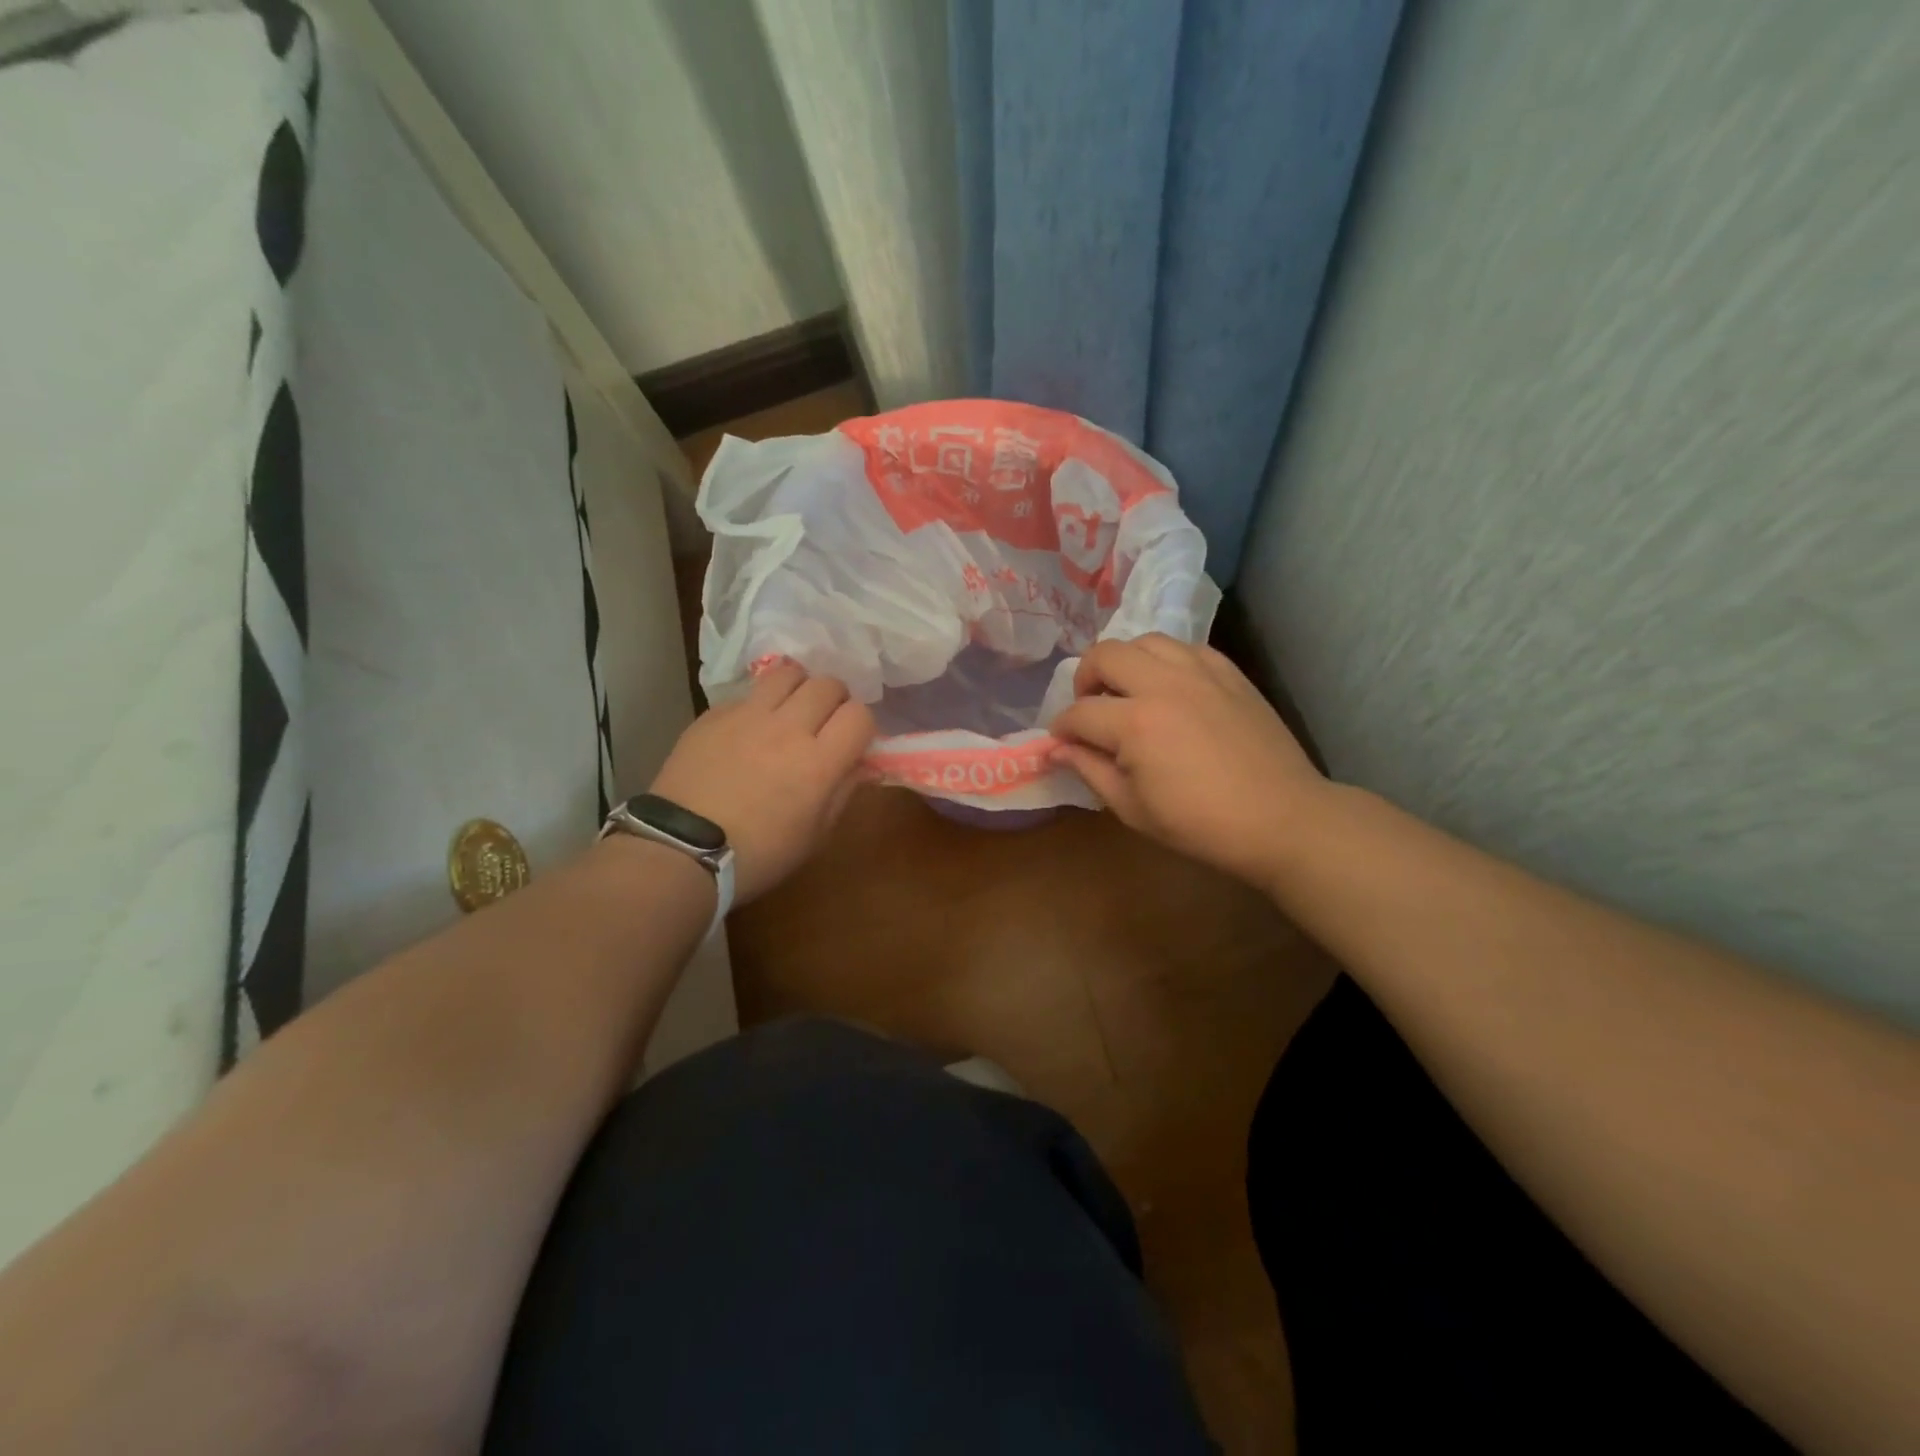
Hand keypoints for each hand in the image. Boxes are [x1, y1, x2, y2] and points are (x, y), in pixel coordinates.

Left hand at [649, 664, 873, 904]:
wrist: (681, 850)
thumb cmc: (759, 854)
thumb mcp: (815, 836)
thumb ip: (843, 792)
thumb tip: (859, 765)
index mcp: (819, 762)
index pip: (860, 715)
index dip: (862, 725)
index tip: (852, 742)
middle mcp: (788, 727)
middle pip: (828, 684)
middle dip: (835, 700)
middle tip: (825, 722)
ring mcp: (748, 715)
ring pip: (788, 673)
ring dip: (799, 687)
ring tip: (791, 709)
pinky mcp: (714, 714)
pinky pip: (748, 693)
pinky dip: (759, 704)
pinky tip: (750, 729)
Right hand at [1050, 635, 1330, 890]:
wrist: (1281, 818)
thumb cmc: (1200, 824)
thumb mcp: (1132, 809)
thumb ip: (1089, 771)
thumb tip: (1056, 749)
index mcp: (1135, 723)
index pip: (1079, 713)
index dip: (1061, 729)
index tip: (1061, 744)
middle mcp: (1163, 684)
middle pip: (1104, 655)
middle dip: (1084, 679)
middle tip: (1090, 709)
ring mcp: (1200, 672)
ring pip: (1145, 641)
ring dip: (1125, 663)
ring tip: (1129, 692)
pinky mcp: (1229, 673)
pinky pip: (1185, 648)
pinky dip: (1166, 662)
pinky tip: (1171, 689)